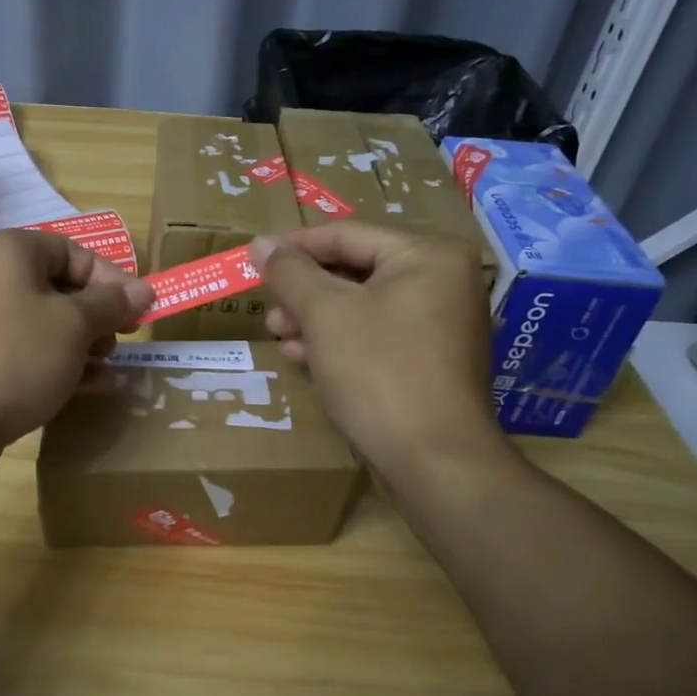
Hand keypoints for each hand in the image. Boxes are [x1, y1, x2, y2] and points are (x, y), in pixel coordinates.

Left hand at [0, 230, 152, 488]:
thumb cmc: (14, 355)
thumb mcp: (73, 325)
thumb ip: (111, 304)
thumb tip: (145, 288)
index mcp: (9, 252)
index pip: (72, 250)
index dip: (111, 278)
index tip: (140, 310)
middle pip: (59, 287)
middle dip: (98, 315)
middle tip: (122, 341)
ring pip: (46, 324)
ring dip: (84, 344)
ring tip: (110, 368)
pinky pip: (29, 352)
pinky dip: (61, 365)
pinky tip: (93, 388)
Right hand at [251, 223, 505, 474]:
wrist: (435, 462)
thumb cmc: (378, 372)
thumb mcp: (324, 314)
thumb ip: (290, 272)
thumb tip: (260, 243)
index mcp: (427, 256)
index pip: (346, 234)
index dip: (294, 246)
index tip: (253, 258)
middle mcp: (443, 281)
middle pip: (355, 269)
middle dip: (304, 289)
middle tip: (268, 307)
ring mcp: (442, 323)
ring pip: (363, 304)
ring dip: (315, 317)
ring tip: (280, 335)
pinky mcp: (433, 360)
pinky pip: (377, 333)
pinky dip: (339, 340)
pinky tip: (305, 357)